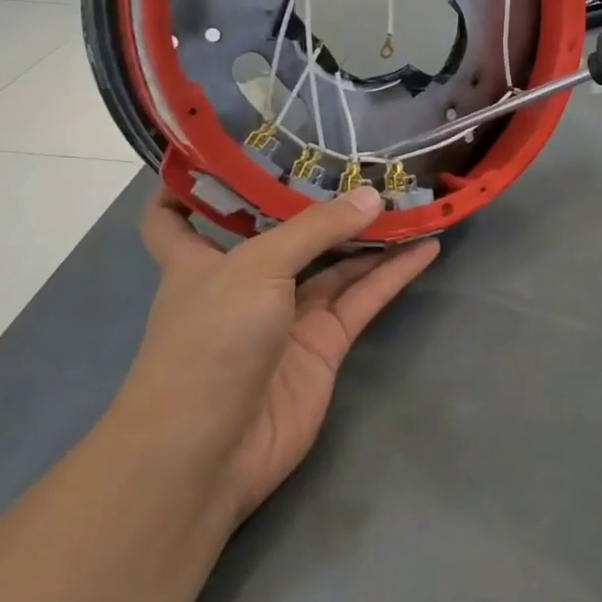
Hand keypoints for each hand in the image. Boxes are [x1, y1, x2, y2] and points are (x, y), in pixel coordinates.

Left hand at [122, 186, 438, 522]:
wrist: (209, 451)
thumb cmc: (209, 342)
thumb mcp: (256, 267)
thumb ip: (316, 228)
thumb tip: (372, 196)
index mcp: (198, 261)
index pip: (174, 217)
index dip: (188, 185)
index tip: (222, 149)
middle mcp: (243, 283)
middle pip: (282, 233)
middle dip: (316, 201)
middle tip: (360, 159)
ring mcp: (286, 316)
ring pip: (334, 264)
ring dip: (369, 234)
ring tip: (409, 197)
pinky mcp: (324, 345)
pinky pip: (363, 298)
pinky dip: (394, 273)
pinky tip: (427, 246)